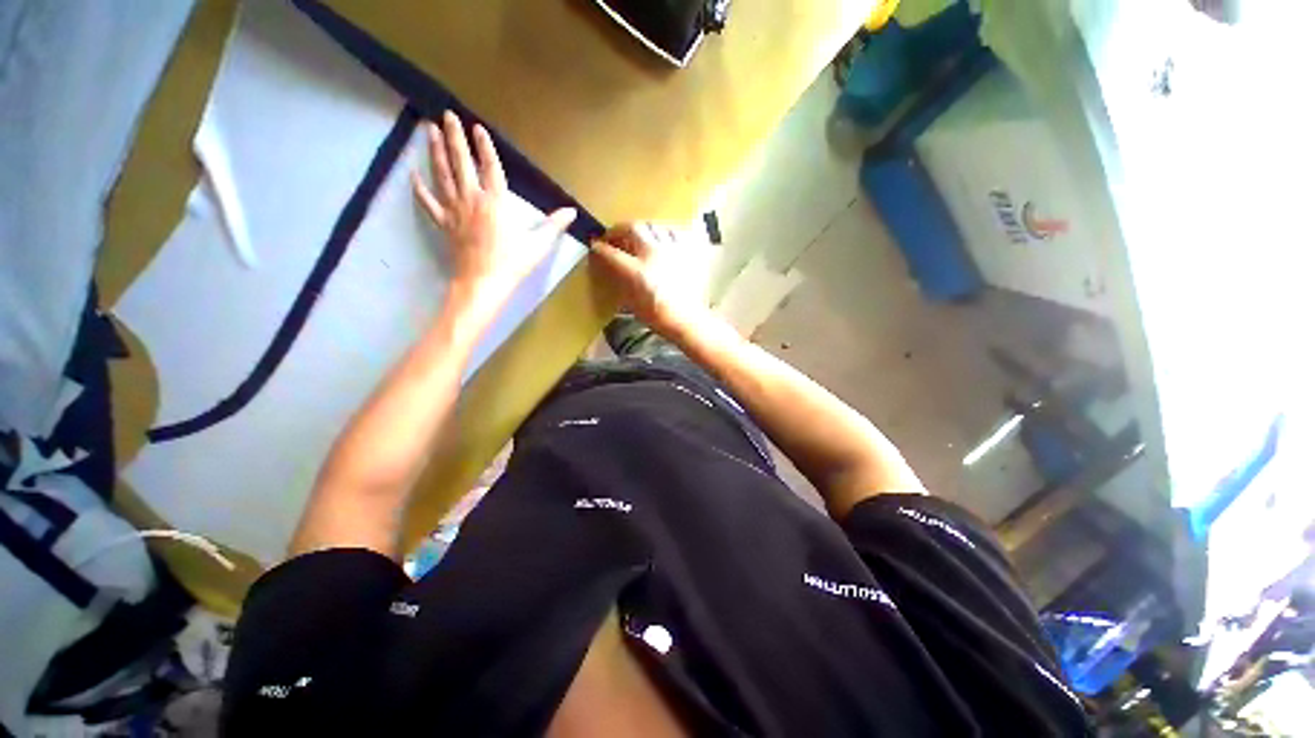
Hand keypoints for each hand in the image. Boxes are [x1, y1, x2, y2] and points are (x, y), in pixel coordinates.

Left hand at [412, 111, 575, 319]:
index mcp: (496, 201)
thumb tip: (572, 211)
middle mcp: (472, 198)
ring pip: (442, 174)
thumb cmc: (513, 262)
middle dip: (455, 137)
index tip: (477, 127)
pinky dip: (419, 187)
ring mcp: (454, 209)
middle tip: (447, 115)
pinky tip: (412, 173)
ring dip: (435, 151)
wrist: (484, 281)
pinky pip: (428, 201)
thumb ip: (554, 225)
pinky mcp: (444, 223)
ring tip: (429, 129)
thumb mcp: (539, 244)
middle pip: (461, 162)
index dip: (485, 146)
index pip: (490, 166)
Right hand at [589, 222, 714, 336]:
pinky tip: (663, 242)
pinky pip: (674, 233)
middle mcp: (653, 254)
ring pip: (654, 227)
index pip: (611, 253)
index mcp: (636, 271)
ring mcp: (673, 250)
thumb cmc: (658, 317)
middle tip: (614, 237)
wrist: (687, 320)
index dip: (599, 248)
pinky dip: (665, 234)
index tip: (595, 246)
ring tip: (639, 238)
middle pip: (632, 228)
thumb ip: (621, 281)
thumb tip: (614, 268)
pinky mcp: (688, 251)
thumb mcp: (632, 302)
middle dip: (619, 230)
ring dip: (642, 231)